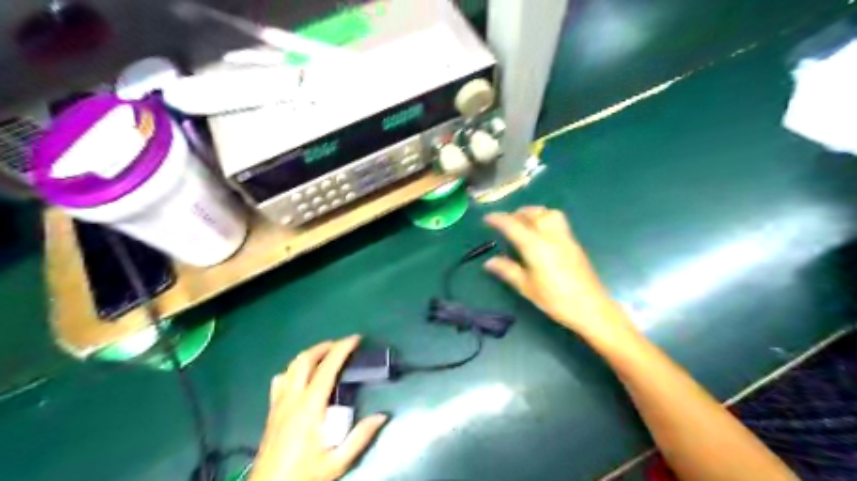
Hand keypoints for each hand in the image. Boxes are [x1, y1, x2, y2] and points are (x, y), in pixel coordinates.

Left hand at [252, 337, 389, 480]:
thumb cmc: (304, 475)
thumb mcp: (337, 462)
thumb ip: (360, 437)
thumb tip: (382, 416)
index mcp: (310, 407)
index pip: (327, 368)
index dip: (342, 349)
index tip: (356, 339)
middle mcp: (292, 398)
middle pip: (305, 360)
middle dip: (324, 346)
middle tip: (342, 345)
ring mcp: (279, 403)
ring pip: (291, 366)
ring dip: (309, 355)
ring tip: (325, 355)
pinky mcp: (272, 410)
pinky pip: (280, 380)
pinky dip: (293, 370)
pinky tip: (301, 376)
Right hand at [485, 208, 631, 340]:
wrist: (590, 307)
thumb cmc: (555, 300)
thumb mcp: (526, 287)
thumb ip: (508, 270)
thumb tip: (489, 262)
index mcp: (536, 247)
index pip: (513, 225)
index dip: (498, 219)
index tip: (486, 219)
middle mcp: (551, 236)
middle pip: (533, 214)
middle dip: (516, 213)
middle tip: (505, 222)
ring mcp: (565, 238)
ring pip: (548, 213)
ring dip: (533, 213)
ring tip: (523, 223)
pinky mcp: (574, 243)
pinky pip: (558, 221)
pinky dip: (545, 219)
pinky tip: (540, 234)